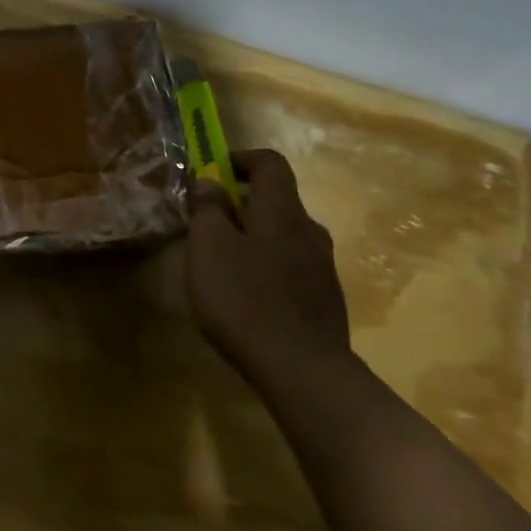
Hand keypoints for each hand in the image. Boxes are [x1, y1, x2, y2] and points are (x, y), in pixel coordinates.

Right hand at [185, 149, 351, 378]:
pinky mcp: (324, 298)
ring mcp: (322, 266)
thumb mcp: (209, 248)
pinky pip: (291, 264)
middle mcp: (309, 231)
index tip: (212, 171)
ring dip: (253, 235)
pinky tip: (246, 294)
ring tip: (222, 261)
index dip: (240, 159)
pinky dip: (266, 264)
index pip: (270, 163)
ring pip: (283, 234)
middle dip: (241, 202)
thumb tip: (210, 181)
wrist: (303, 371)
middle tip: (206, 223)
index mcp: (282, 212)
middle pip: (277, 200)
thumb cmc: (244, 299)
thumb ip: (208, 210)